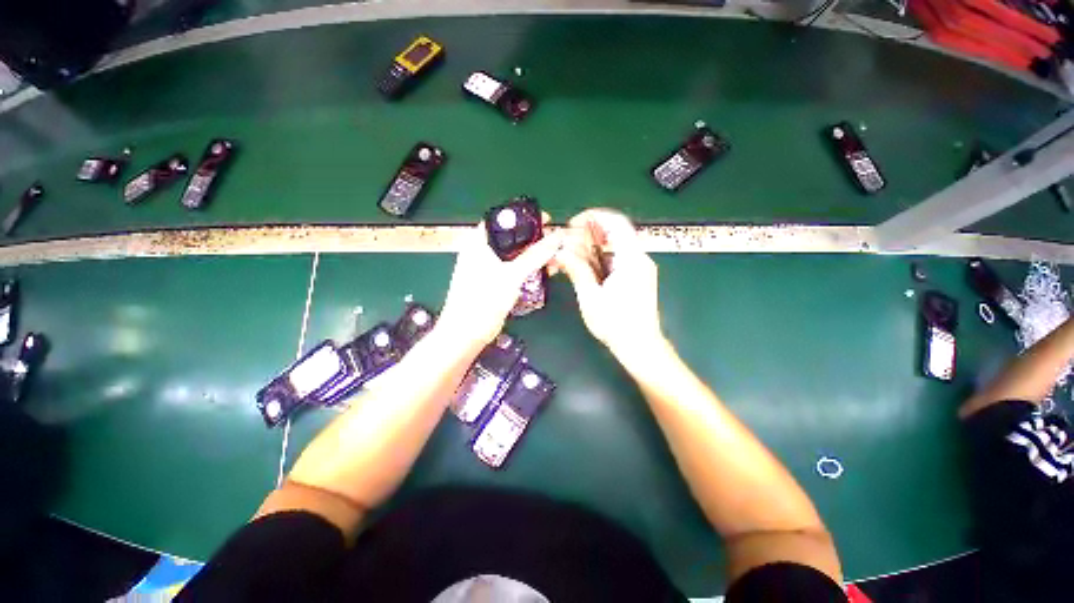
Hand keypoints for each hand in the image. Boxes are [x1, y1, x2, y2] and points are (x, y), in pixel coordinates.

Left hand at [439, 220, 563, 348]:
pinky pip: (514, 268)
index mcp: (478, 242)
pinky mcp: (494, 282)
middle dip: (534, 237)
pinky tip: (544, 271)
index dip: (524, 216)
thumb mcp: (511, 275)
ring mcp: (487, 267)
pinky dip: (528, 268)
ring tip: (554, 257)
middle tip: (555, 241)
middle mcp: (481, 251)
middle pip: (511, 237)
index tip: (546, 220)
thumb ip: (535, 256)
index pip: (502, 219)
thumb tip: (557, 237)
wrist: (466, 335)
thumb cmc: (483, 301)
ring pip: (514, 254)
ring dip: (533, 254)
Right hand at [554, 209, 663, 357]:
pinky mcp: (637, 277)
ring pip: (613, 247)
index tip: (572, 225)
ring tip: (570, 257)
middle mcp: (639, 258)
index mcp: (631, 259)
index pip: (615, 222)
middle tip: (566, 244)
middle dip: (587, 234)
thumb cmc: (616, 324)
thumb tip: (560, 252)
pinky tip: (583, 268)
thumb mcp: (591, 297)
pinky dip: (599, 259)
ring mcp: (640, 268)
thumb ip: (577, 270)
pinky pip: (616, 259)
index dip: (593, 217)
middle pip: (614, 233)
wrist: (640, 347)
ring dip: (591, 248)